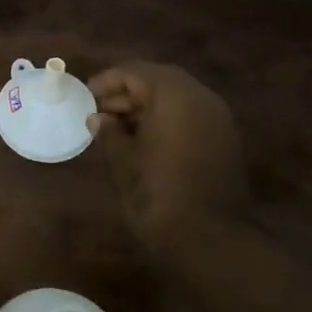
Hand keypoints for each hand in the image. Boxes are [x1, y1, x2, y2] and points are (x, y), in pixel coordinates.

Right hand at [86, 62, 249, 247]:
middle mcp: (201, 98)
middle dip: (129, 92)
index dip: (108, 80)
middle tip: (101, 111)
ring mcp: (218, 119)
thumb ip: (109, 134)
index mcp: (174, 95)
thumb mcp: (124, 163)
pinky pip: (192, 116)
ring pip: (179, 98)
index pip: (136, 72)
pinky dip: (168, 120)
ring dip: (149, 106)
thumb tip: (98, 119)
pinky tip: (146, 142)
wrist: (210, 240)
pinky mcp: (225, 141)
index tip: (86, 96)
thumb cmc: (158, 195)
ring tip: (118, 128)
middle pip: (160, 80)